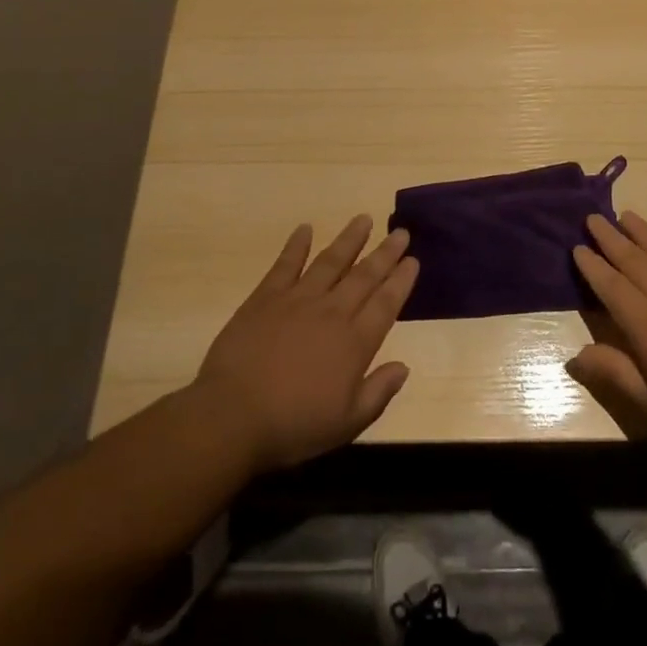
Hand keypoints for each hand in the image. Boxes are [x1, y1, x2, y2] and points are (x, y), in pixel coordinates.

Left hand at [193, 216, 418, 472]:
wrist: (234, 416)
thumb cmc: (293, 426)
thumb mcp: (346, 424)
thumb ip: (378, 393)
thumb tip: (404, 367)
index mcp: (354, 343)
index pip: (386, 304)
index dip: (401, 281)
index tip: (413, 260)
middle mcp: (332, 312)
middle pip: (364, 275)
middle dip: (385, 253)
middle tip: (400, 232)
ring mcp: (298, 300)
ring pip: (331, 261)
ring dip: (349, 239)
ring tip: (364, 219)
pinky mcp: (266, 297)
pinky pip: (286, 264)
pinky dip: (296, 245)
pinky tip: (305, 228)